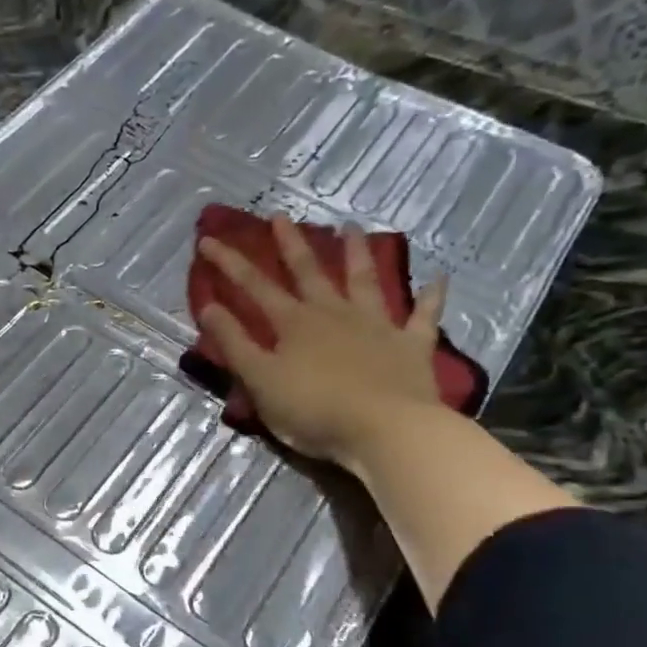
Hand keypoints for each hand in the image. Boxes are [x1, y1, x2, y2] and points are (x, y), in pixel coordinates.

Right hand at [198, 215, 447, 473]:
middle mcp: (334, 314)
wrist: (386, 430)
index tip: (209, 239)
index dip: (230, 263)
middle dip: (291, 244)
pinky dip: (431, 296)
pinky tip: (438, 277)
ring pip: (365, 281)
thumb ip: (234, 343)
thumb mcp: (260, 380)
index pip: (254, 286)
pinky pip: (424, 316)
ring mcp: (377, 326)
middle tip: (281, 216)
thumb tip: (208, 306)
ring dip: (357, 254)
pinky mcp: (412, 346)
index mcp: (295, 324)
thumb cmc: (314, 409)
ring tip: (352, 227)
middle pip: (309, 272)